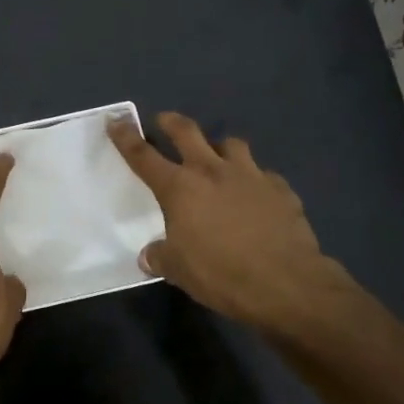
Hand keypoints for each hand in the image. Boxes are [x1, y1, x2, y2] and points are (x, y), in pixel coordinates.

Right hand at [108, 111, 356, 337]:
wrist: (286, 283)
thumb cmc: (221, 274)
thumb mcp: (179, 271)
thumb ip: (161, 256)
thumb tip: (150, 255)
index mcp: (180, 188)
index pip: (143, 156)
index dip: (126, 137)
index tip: (116, 120)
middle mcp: (213, 171)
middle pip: (187, 132)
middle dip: (171, 122)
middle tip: (164, 120)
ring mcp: (250, 175)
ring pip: (231, 144)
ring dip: (218, 146)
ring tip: (217, 156)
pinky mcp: (280, 189)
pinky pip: (263, 174)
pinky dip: (254, 180)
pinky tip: (256, 195)